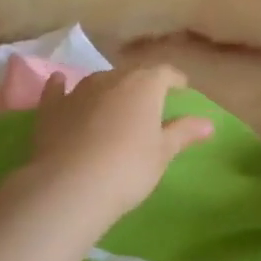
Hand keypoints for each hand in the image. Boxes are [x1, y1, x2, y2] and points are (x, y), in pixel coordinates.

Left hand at [30, 66, 212, 221]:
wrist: (71, 187)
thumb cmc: (128, 169)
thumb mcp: (162, 153)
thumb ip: (183, 133)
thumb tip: (208, 123)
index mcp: (144, 86)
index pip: (164, 73)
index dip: (174, 79)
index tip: (181, 88)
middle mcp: (111, 79)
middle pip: (131, 74)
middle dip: (142, 84)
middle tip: (149, 101)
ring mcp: (78, 91)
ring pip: (98, 80)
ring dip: (108, 87)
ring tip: (114, 101)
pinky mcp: (51, 108)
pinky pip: (58, 89)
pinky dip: (62, 85)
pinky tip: (61, 83)